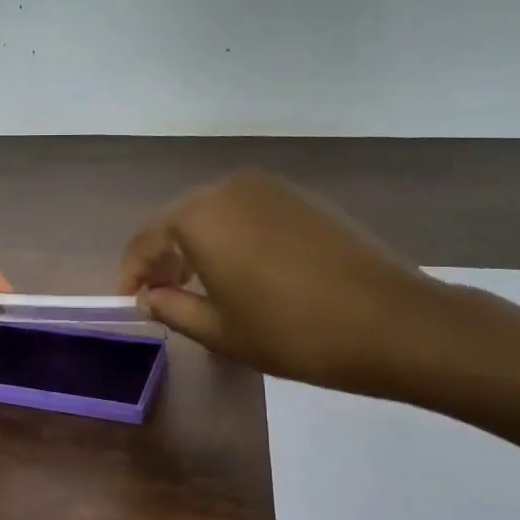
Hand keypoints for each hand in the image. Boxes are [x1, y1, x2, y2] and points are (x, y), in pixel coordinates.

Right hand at [117, 170, 447, 395]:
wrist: (391, 322)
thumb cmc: (291, 331)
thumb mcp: (219, 330)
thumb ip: (172, 307)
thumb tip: (148, 296)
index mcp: (199, 216)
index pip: (146, 239)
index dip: (131, 272)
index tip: (128, 300)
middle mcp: (229, 188)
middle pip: (179, 220)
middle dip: (163, 257)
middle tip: (160, 294)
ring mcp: (271, 188)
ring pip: (214, 214)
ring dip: (197, 246)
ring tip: (198, 286)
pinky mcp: (303, 198)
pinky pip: (247, 213)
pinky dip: (231, 238)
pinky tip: (240, 270)